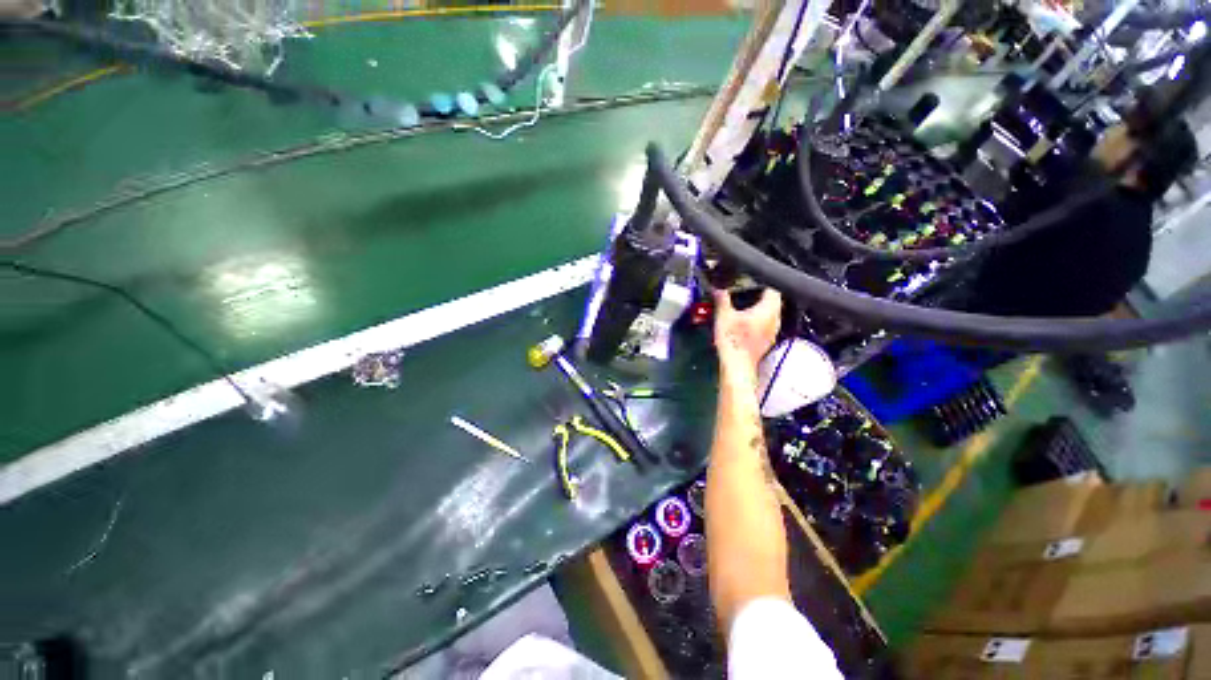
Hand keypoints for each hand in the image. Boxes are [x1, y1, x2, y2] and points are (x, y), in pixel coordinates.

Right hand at [713, 288, 781, 371]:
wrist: (736, 366)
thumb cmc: (733, 340)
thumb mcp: (723, 315)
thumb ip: (722, 298)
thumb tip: (718, 288)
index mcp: (769, 309)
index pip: (773, 288)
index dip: (762, 282)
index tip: (751, 280)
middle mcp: (775, 319)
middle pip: (773, 301)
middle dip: (760, 295)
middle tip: (745, 292)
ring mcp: (773, 332)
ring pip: (770, 314)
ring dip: (759, 309)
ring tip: (743, 306)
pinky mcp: (767, 341)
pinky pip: (766, 325)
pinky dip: (757, 321)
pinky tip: (745, 323)